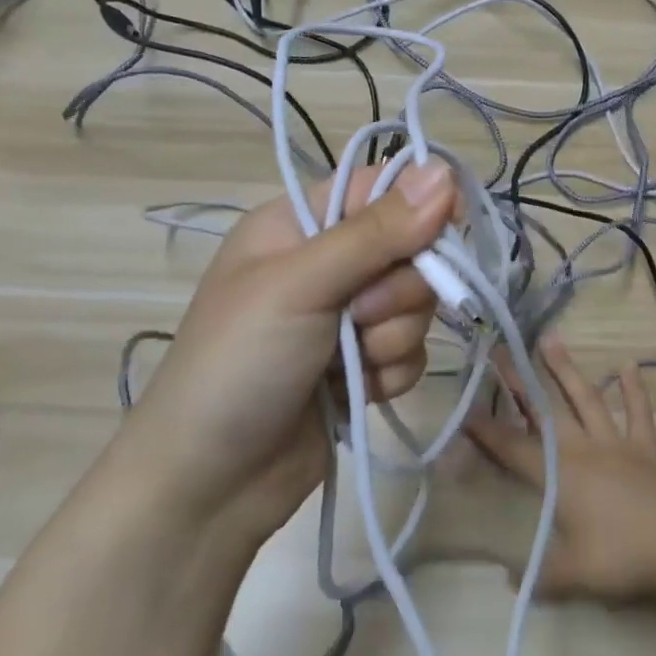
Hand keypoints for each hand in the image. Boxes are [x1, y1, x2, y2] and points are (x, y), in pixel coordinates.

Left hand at [124, 159, 455, 543]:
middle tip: (358, 316)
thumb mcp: (301, 285)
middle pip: (410, 250)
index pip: (379, 189)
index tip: (446, 228)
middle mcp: (327, 264)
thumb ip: (376, 231)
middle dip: (397, 289)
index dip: (419, 205)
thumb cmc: (239, 364)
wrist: (209, 483)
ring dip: (391, 337)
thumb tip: (445, 171)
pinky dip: (390, 373)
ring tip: (349, 363)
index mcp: (299, 225)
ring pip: (416, 305)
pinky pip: (411, 352)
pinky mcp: (363, 365)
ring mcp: (346, 318)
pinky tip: (356, 392)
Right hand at [469, 337, 655, 601]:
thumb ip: (541, 575)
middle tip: (501, 352)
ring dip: (567, 371)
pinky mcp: (645, 449)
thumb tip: (510, 581)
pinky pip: (638, 414)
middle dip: (519, 382)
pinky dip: (633, 390)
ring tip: (551, 339)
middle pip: (545, 411)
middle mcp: (582, 449)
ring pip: (586, 399)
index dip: (487, 431)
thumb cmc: (623, 556)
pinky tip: (628, 365)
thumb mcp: (574, 574)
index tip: (464, 409)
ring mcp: (616, 444)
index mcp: (560, 475)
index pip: (513, 448)